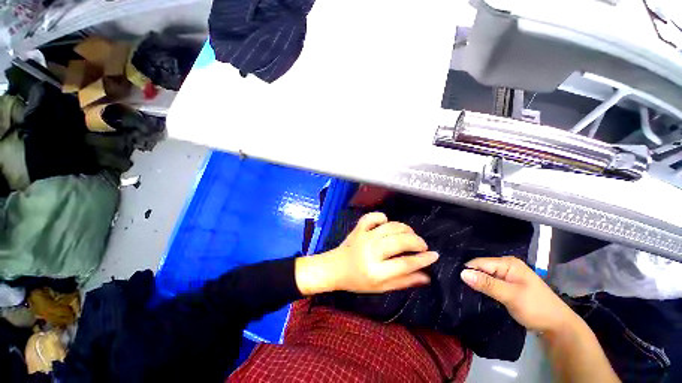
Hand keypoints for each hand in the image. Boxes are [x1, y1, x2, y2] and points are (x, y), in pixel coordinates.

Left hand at [296, 212, 438, 294]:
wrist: (335, 268)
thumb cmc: (358, 281)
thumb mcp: (381, 288)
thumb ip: (403, 281)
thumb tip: (426, 276)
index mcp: (376, 271)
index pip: (405, 264)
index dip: (423, 259)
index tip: (435, 255)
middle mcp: (370, 252)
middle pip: (400, 242)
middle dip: (417, 242)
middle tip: (422, 246)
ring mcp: (364, 237)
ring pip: (390, 227)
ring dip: (405, 229)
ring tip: (410, 235)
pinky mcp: (358, 228)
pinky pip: (372, 217)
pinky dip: (382, 217)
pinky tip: (387, 223)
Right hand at [460, 256, 578, 333]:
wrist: (557, 326)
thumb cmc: (536, 307)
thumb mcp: (510, 296)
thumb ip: (487, 284)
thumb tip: (462, 273)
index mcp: (508, 263)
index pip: (479, 262)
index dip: (468, 271)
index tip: (456, 282)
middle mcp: (506, 266)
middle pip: (481, 268)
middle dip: (471, 277)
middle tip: (458, 288)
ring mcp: (507, 276)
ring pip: (485, 277)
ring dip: (477, 284)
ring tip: (464, 291)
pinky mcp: (508, 286)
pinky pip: (490, 283)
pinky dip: (483, 289)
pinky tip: (476, 294)